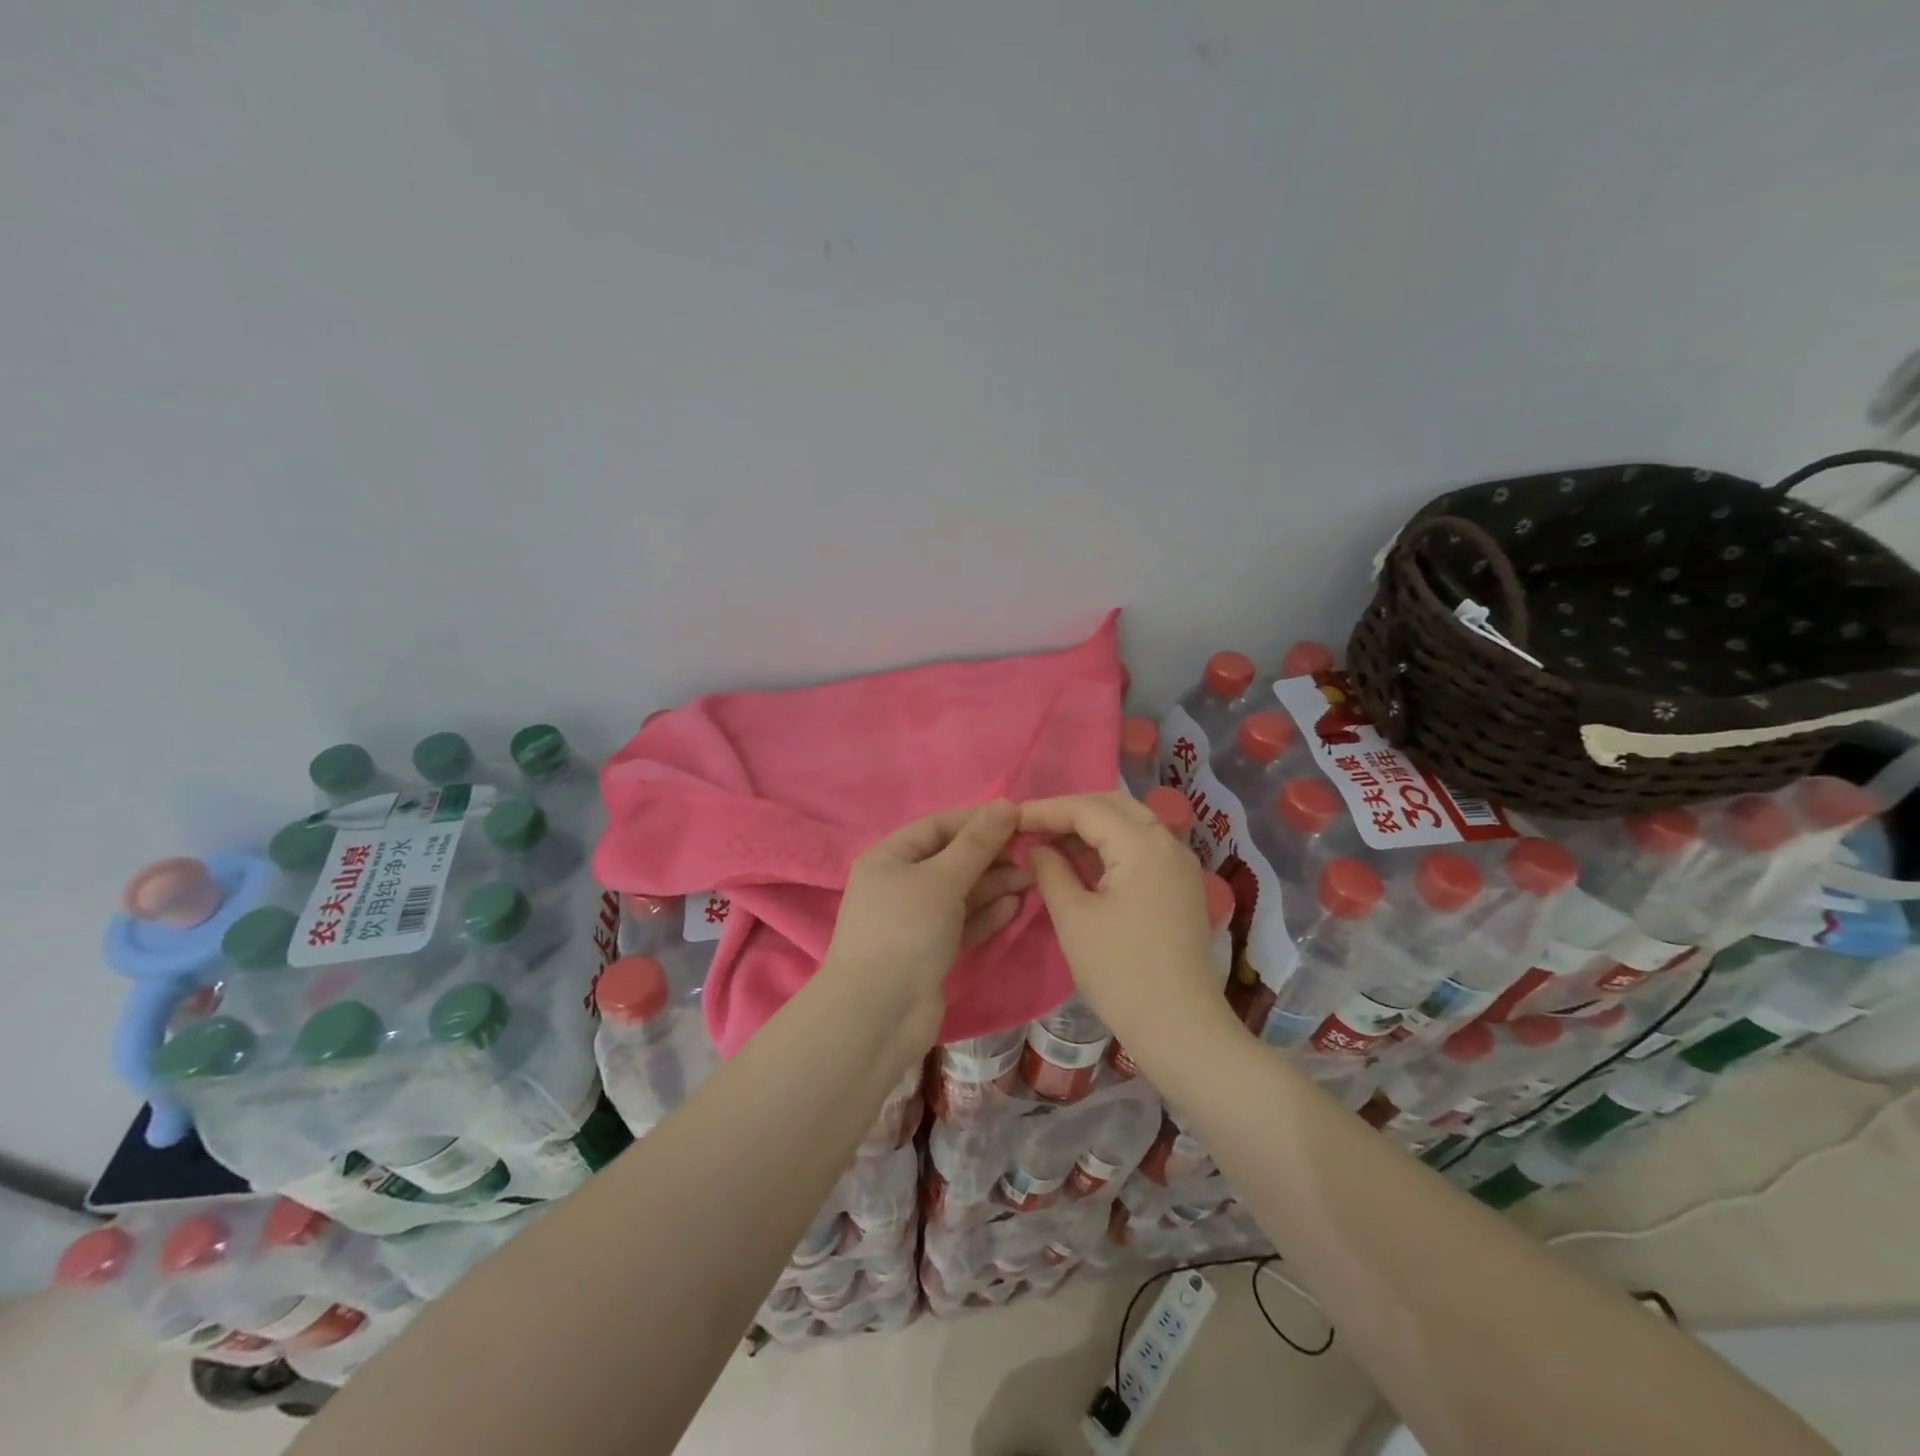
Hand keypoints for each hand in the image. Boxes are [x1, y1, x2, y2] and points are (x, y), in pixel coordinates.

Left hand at [821, 801, 1029, 1047]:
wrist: (878, 1015)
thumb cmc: (905, 931)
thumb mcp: (942, 879)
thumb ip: (977, 843)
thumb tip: (1006, 804)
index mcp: (889, 857)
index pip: (938, 826)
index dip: (977, 821)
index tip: (1019, 818)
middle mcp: (899, 884)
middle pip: (952, 860)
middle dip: (991, 856)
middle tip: (1033, 855)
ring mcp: (914, 920)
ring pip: (961, 893)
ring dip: (995, 885)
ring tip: (1033, 879)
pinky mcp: (930, 951)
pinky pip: (962, 923)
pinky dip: (986, 914)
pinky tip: (1014, 906)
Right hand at [1020, 793, 1233, 1047]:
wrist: (1181, 1028)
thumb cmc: (1120, 972)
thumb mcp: (1074, 919)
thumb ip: (1051, 871)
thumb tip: (1037, 847)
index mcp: (1142, 844)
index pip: (1086, 809)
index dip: (1045, 810)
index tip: (1009, 818)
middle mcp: (1168, 843)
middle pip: (1112, 806)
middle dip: (1070, 811)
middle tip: (1031, 826)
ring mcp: (1180, 864)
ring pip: (1130, 824)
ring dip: (1090, 827)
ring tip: (1050, 841)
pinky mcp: (1181, 886)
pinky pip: (1142, 847)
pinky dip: (1110, 846)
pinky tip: (1082, 861)